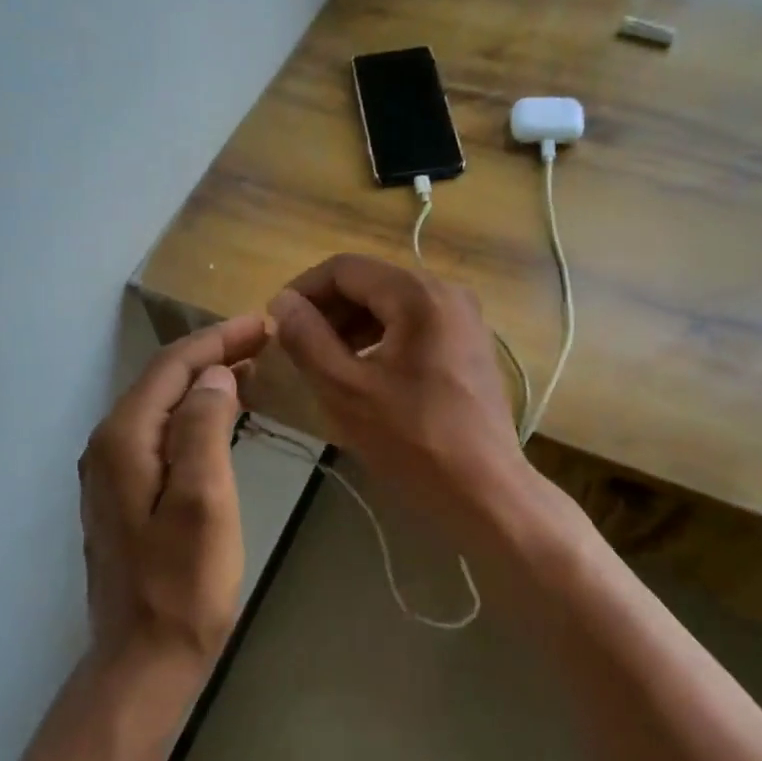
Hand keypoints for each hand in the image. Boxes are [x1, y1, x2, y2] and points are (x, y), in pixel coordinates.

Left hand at [79, 315, 267, 666]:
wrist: (142, 661)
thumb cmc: (182, 584)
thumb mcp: (204, 499)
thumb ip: (204, 427)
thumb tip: (215, 375)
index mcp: (124, 438)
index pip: (172, 366)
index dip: (217, 340)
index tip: (262, 325)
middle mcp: (108, 445)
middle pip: (163, 381)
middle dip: (212, 356)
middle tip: (264, 343)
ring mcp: (111, 472)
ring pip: (161, 407)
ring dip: (204, 384)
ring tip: (251, 372)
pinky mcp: (123, 495)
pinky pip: (160, 434)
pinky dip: (193, 415)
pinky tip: (220, 419)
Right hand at [267, 254, 528, 518]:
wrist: (486, 492)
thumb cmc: (413, 440)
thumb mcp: (345, 389)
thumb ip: (307, 338)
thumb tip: (282, 302)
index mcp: (418, 295)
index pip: (345, 268)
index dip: (303, 290)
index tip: (275, 323)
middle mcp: (447, 292)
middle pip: (370, 282)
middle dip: (327, 309)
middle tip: (295, 345)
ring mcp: (464, 318)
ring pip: (391, 304)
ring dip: (351, 325)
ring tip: (322, 360)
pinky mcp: (469, 344)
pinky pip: (413, 325)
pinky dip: (379, 338)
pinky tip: (361, 371)